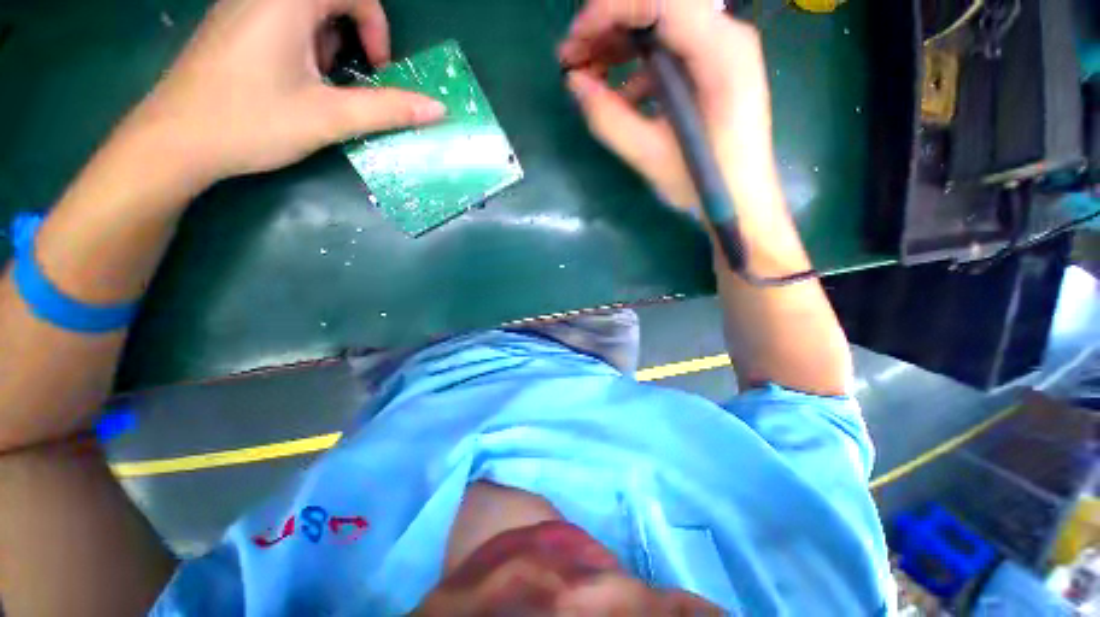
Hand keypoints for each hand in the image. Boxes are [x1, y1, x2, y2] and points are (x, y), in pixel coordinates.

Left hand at [117, 0, 445, 190]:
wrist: (175, 141)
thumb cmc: (251, 123)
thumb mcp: (329, 118)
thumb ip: (387, 110)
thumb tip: (437, 109)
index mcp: (286, 1)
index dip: (376, 28)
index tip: (375, 69)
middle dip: (352, 35)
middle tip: (346, 76)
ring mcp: (242, 5)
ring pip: (306, 7)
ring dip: (327, 41)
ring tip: (317, 81)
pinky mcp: (231, 23)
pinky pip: (280, 16)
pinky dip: (302, 41)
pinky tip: (291, 76)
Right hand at [558, 0, 777, 211]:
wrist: (743, 200)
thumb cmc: (705, 182)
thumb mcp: (651, 156)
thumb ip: (610, 119)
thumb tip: (574, 83)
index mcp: (720, 53)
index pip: (660, 1)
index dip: (609, 11)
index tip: (574, 42)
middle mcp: (725, 37)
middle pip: (658, 6)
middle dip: (608, 27)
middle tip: (572, 59)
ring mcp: (719, 51)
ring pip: (659, 27)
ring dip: (618, 47)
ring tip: (586, 76)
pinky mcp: (710, 69)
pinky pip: (667, 52)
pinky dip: (636, 68)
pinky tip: (619, 96)